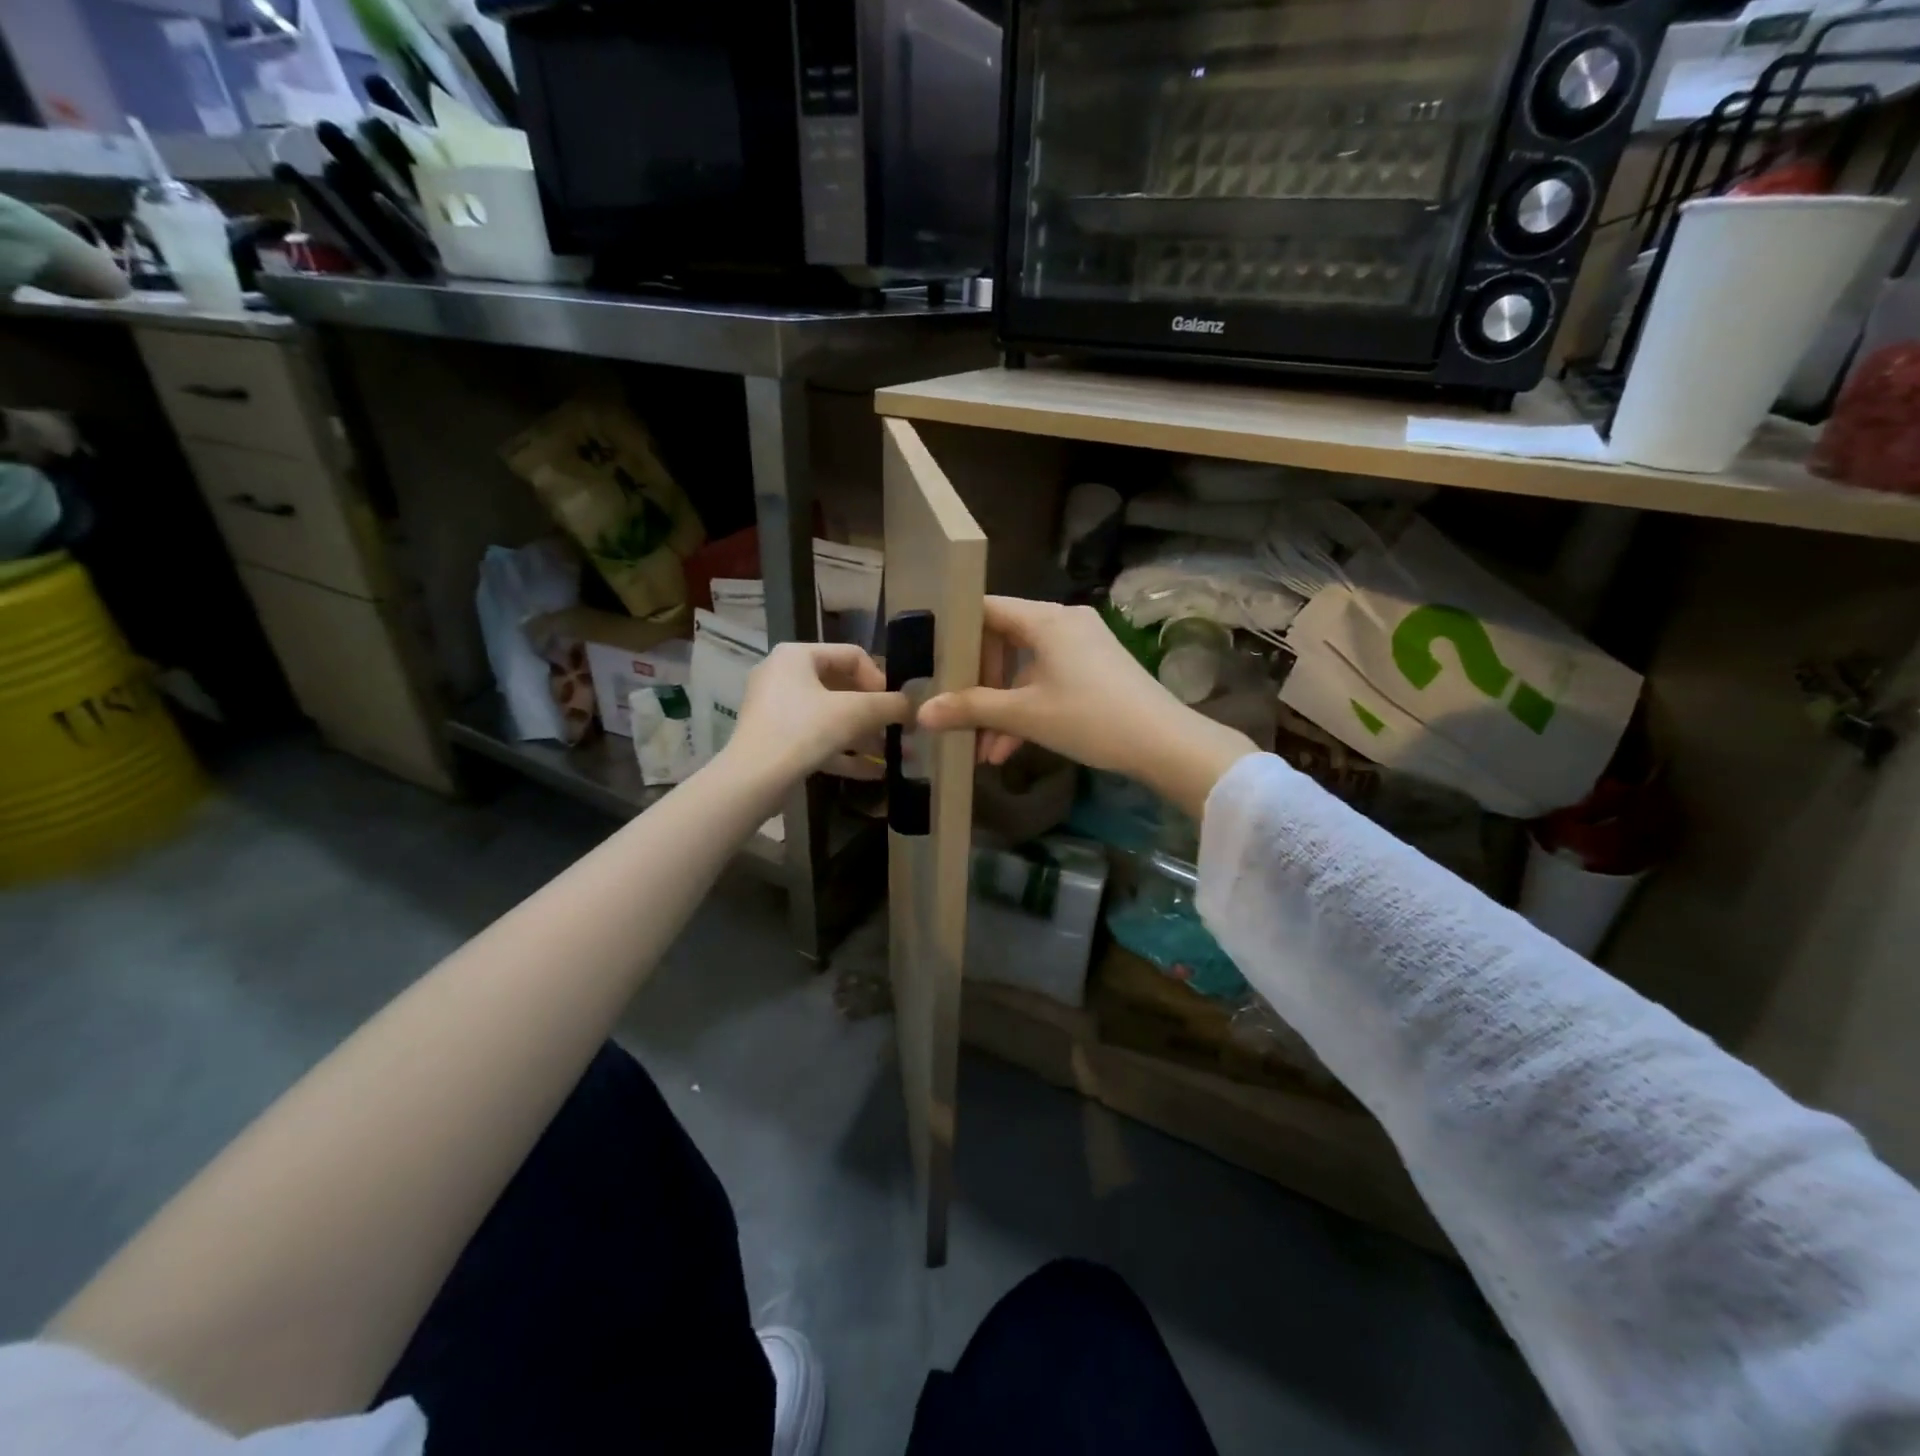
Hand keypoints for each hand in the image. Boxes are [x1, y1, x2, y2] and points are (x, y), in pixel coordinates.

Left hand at [724, 641, 908, 782]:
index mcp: (797, 656)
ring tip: (892, 756)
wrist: (753, 780)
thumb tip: (914, 707)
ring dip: (864, 736)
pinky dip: (844, 753)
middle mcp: (783, 675)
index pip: (851, 656)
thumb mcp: (856, 713)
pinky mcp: (776, 740)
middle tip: (898, 732)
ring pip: (831, 718)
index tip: (894, 706)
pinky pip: (817, 739)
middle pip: (842, 688)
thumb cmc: (804, 731)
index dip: (880, 679)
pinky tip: (873, 772)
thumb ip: (890, 705)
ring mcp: (777, 710)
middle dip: (874, 714)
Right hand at [916, 597, 1259, 818]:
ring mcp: (1082, 646)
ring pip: (1025, 668)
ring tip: (983, 750)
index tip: (932, 662)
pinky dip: (1027, 708)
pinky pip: (1048, 679)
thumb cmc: (1090, 717)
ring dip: (1001, 707)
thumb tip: (922, 713)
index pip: (986, 609)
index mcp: (1045, 619)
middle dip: (978, 686)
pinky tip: (1009, 750)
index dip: (955, 633)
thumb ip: (971, 709)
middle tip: (958, 715)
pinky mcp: (1095, 669)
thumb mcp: (1025, 714)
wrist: (1165, 743)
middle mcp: (1063, 622)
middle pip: (1003, 641)